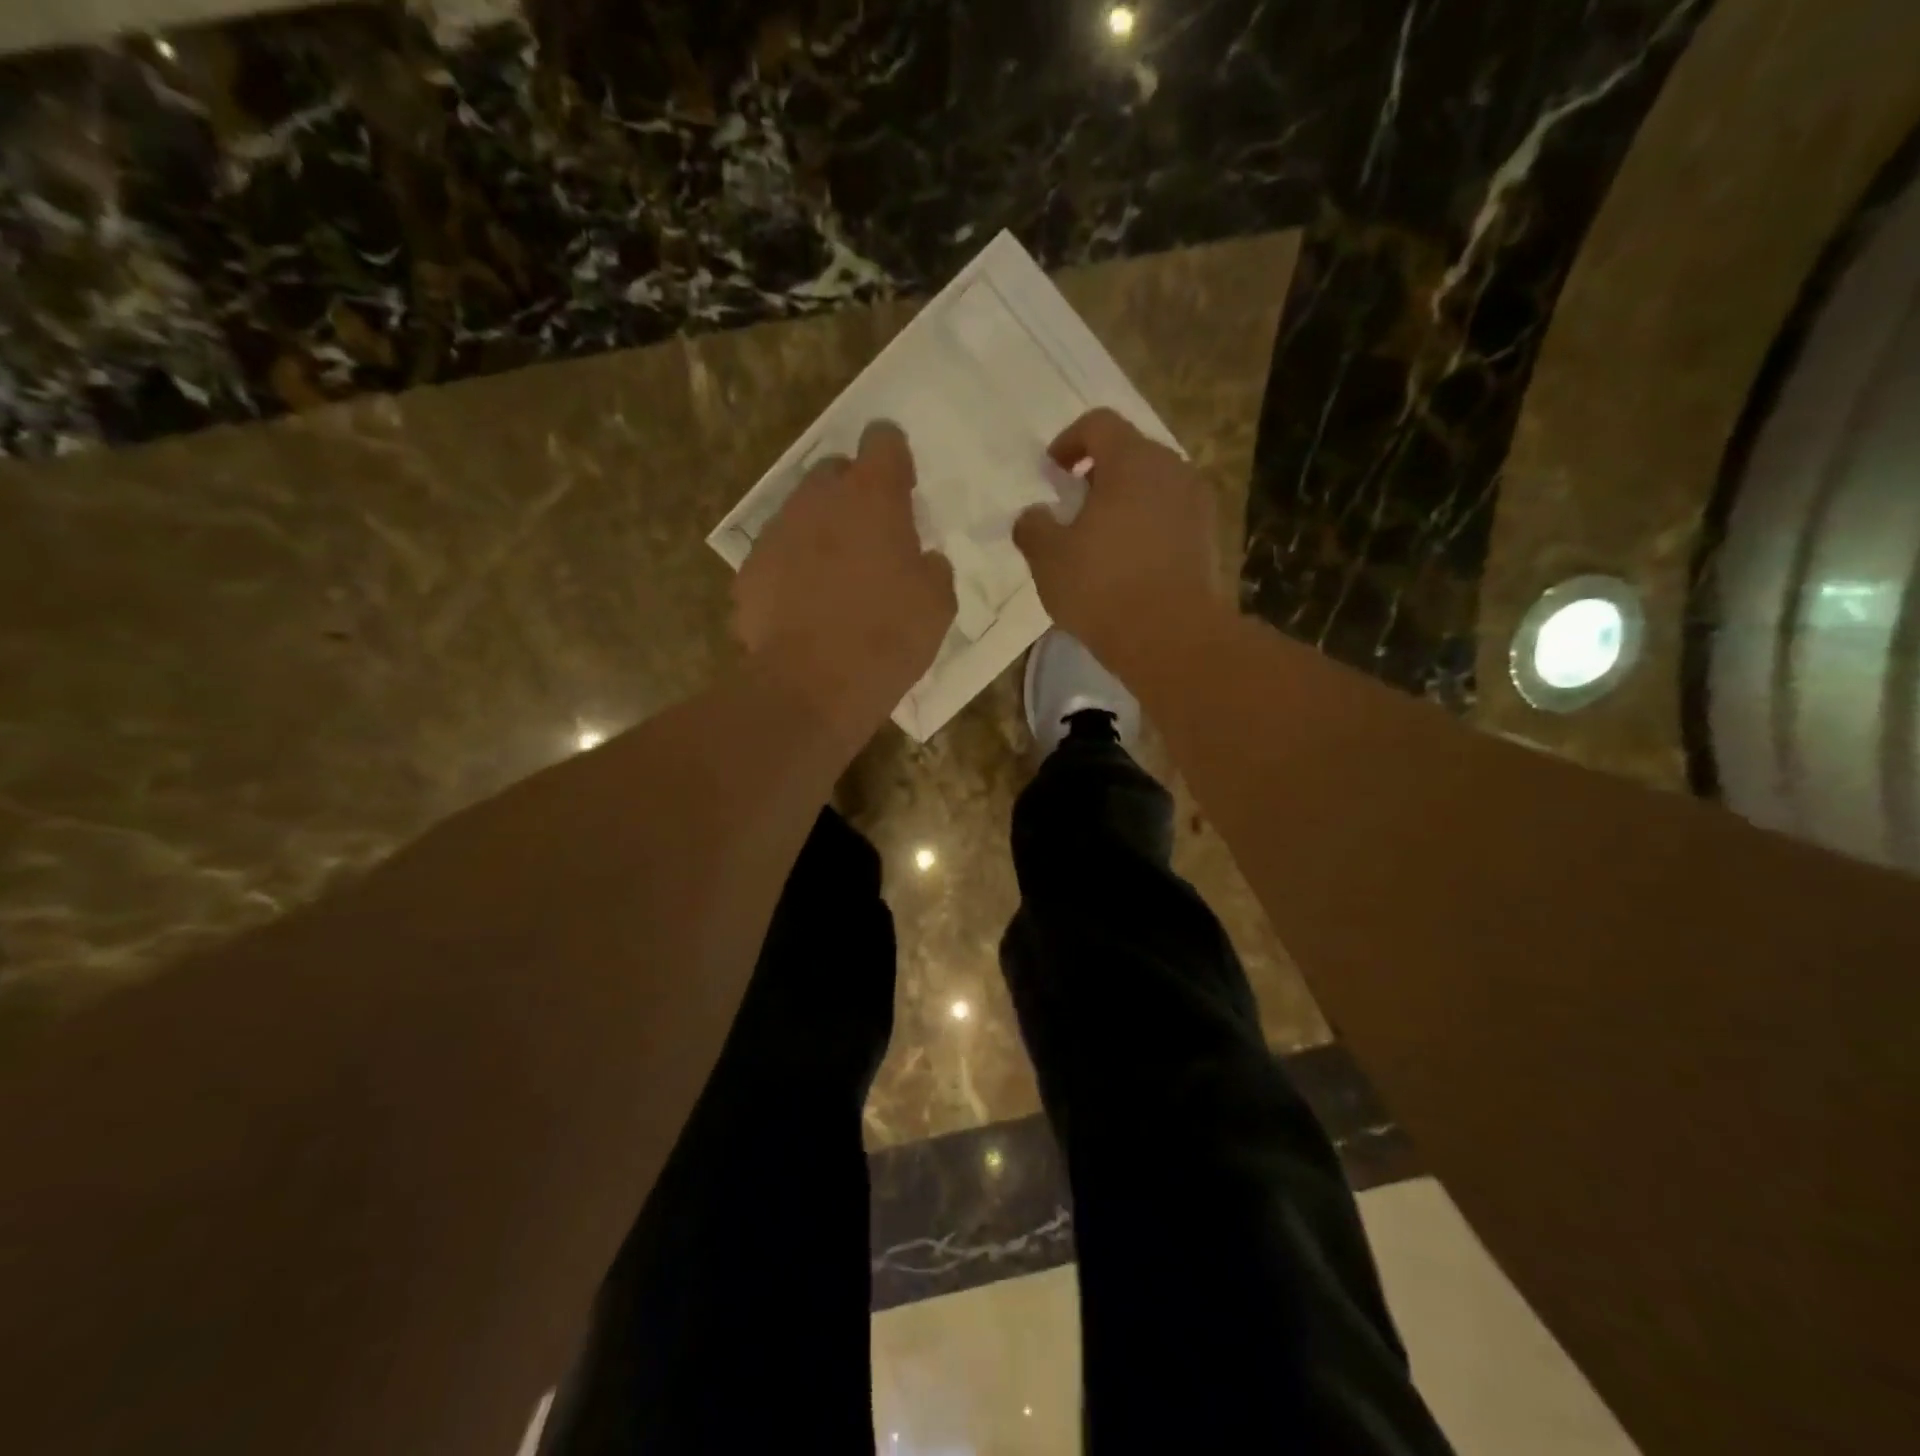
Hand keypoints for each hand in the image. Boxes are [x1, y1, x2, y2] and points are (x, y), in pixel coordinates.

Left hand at [734, 420, 955, 740]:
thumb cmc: (887, 638)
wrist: (811, 687)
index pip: (883, 440)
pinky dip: (792, 569)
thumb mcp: (937, 604)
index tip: (903, 487)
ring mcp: (777, 533)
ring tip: (836, 577)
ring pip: (801, 513)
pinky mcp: (750, 571)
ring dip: (821, 530)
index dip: (895, 458)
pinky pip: (777, 555)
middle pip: (835, 471)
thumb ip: (931, 567)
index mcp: (872, 497)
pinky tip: (805, 606)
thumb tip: (920, 560)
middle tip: (872, 535)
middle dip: (853, 492)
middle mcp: (818, 500)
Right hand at [1013, 408, 1225, 661]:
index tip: (1053, 472)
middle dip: (1099, 473)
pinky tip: (1129, 563)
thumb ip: (1034, 527)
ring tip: (1101, 539)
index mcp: (1132, 460)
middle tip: (1074, 507)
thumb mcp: (1048, 558)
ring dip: (1125, 502)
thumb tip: (1034, 516)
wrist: (1170, 636)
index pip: (1099, 424)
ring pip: (1154, 486)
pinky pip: (1171, 517)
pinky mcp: (1208, 538)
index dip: (1069, 441)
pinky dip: (1147, 527)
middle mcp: (1172, 469)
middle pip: (1131, 453)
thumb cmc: (1103, 586)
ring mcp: (1196, 504)